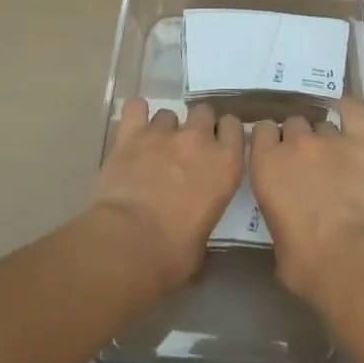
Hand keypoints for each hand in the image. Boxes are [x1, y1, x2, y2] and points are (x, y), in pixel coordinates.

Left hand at [89, 99, 243, 294]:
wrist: (128, 244)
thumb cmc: (172, 254)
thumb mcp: (203, 241)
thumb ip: (205, 216)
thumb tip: (195, 225)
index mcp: (225, 165)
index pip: (234, 128)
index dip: (224, 134)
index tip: (218, 146)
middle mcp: (199, 140)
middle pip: (204, 112)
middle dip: (197, 126)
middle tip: (186, 149)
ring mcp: (164, 133)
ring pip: (169, 113)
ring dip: (164, 128)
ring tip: (154, 149)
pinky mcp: (132, 134)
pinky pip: (135, 108)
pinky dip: (135, 114)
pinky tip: (133, 127)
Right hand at [251, 99, 363, 318]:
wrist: (356, 262)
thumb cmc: (309, 265)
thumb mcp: (277, 244)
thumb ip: (278, 214)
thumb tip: (288, 216)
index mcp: (266, 166)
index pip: (262, 131)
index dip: (270, 142)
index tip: (276, 154)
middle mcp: (295, 144)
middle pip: (293, 124)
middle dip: (297, 140)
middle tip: (307, 163)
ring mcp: (330, 139)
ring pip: (322, 125)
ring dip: (324, 138)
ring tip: (335, 158)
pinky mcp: (363, 140)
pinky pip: (353, 110)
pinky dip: (349, 110)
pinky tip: (349, 114)